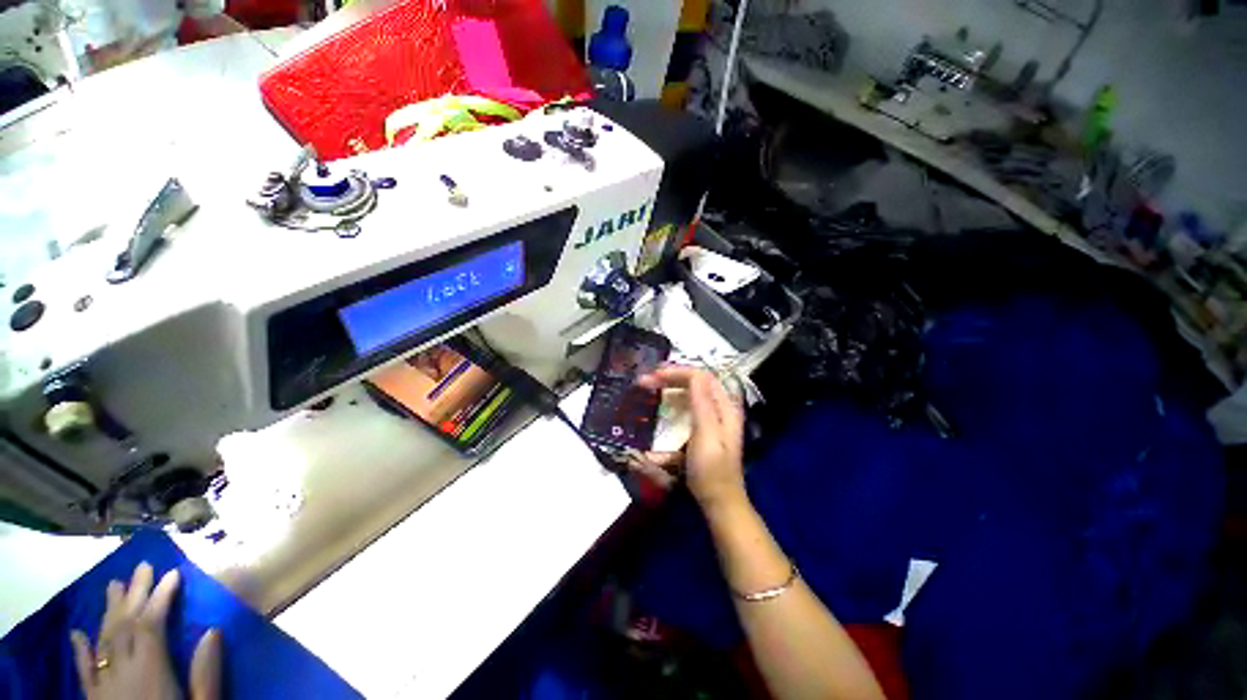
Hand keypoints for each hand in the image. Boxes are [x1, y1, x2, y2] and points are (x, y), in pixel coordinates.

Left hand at [70, 562, 220, 699]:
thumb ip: (206, 674)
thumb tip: (213, 630)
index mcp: (151, 672)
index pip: (151, 625)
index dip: (160, 597)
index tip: (173, 573)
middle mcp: (122, 671)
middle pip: (124, 626)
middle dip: (133, 594)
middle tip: (141, 565)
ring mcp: (103, 685)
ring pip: (103, 640)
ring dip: (109, 611)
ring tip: (113, 585)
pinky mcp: (93, 699)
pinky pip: (84, 669)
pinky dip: (82, 648)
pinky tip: (79, 632)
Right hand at [637, 366, 745, 509]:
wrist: (719, 501)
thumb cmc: (711, 470)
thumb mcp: (706, 435)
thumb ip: (702, 404)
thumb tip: (694, 374)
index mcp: (725, 407)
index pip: (702, 377)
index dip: (678, 372)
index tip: (654, 376)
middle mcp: (720, 408)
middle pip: (696, 382)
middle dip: (671, 377)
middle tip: (646, 380)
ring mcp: (712, 418)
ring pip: (691, 392)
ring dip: (670, 386)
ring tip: (650, 385)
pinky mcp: (703, 428)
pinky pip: (688, 406)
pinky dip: (673, 400)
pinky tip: (661, 402)